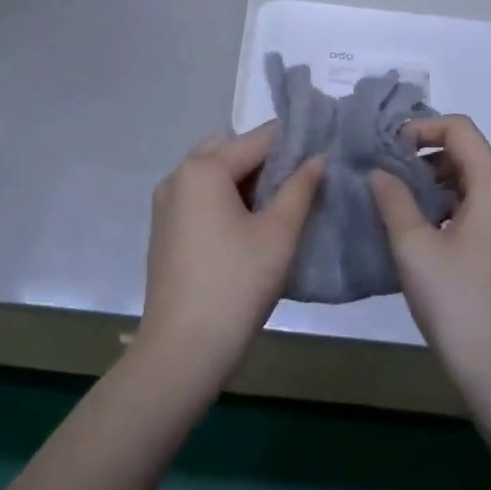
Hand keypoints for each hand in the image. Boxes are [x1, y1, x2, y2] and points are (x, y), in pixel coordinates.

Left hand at [136, 126, 324, 389]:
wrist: (183, 350)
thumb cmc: (236, 285)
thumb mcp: (278, 234)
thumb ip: (300, 188)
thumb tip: (318, 158)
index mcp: (204, 169)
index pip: (258, 139)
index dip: (295, 143)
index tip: (326, 153)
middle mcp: (178, 176)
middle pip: (231, 150)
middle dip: (267, 160)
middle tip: (302, 182)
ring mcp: (166, 203)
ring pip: (214, 173)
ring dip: (246, 180)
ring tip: (283, 205)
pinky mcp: (165, 229)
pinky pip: (200, 196)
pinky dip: (226, 198)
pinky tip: (252, 226)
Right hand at [370, 116, 490, 398]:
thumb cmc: (458, 302)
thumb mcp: (414, 247)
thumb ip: (393, 200)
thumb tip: (378, 172)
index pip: (460, 129)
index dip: (421, 128)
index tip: (386, 148)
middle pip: (467, 154)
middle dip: (424, 156)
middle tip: (384, 174)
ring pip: (471, 184)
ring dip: (433, 184)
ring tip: (395, 202)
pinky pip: (477, 210)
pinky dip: (446, 207)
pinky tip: (418, 232)